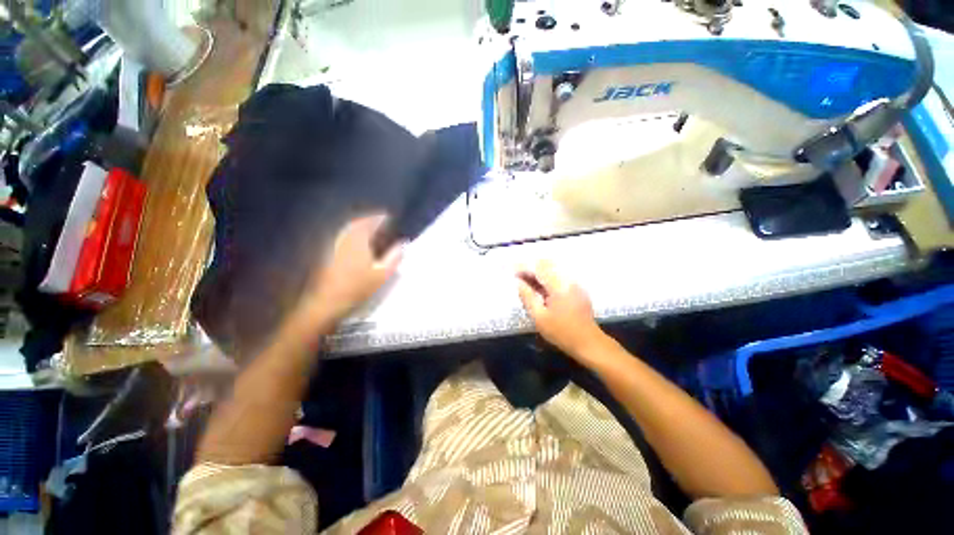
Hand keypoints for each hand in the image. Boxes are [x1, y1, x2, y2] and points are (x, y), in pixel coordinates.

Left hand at [300, 214, 403, 326]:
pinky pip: (341, 237)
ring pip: (347, 230)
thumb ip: (394, 257)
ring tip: (368, 229)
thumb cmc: (358, 287)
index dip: (379, 218)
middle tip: (378, 221)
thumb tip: (402, 244)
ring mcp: (333, 246)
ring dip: (358, 226)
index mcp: (358, 240)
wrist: (328, 301)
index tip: (388, 216)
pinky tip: (355, 242)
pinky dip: (350, 235)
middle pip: (356, 223)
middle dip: (367, 220)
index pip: (369, 223)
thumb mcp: (382, 274)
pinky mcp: (326, 254)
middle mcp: (344, 238)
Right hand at [516, 260, 603, 358]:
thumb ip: (528, 297)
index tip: (512, 271)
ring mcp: (574, 284)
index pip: (539, 268)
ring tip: (526, 282)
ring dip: (539, 273)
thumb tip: (518, 283)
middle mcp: (568, 280)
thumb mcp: (539, 317)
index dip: (524, 267)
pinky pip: (559, 277)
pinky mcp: (577, 290)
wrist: (589, 343)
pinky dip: (547, 279)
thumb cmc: (562, 332)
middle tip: (518, 277)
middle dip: (531, 268)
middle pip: (547, 265)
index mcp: (559, 286)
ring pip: (553, 270)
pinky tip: (540, 288)